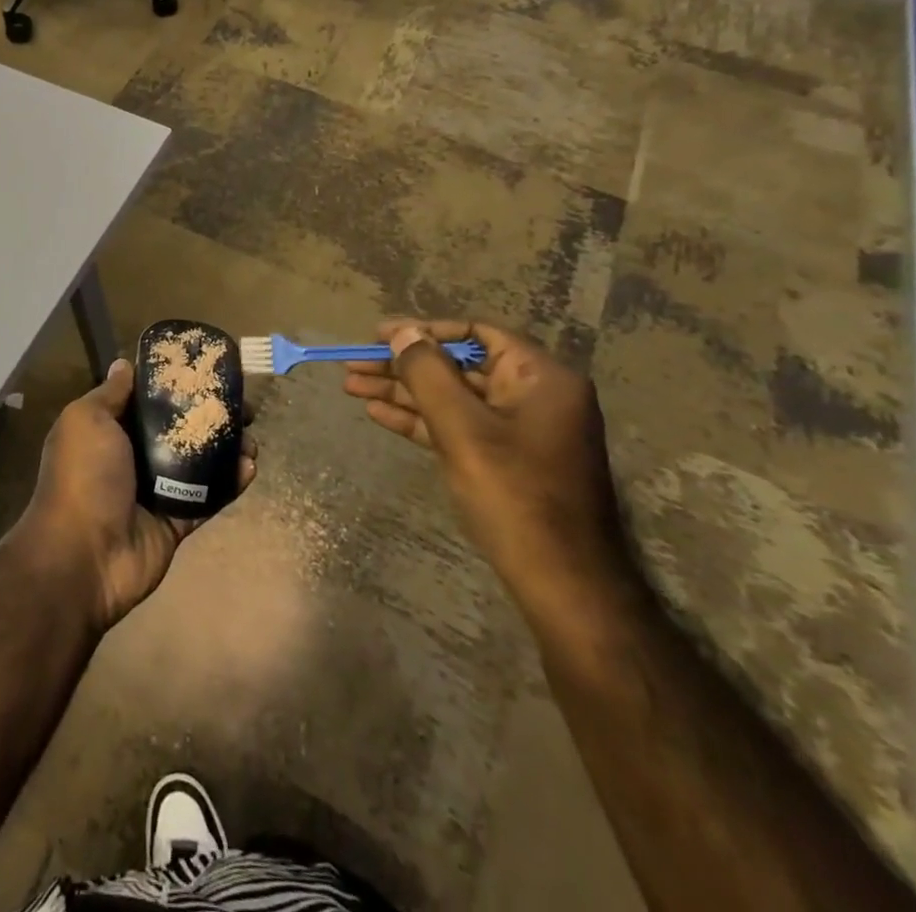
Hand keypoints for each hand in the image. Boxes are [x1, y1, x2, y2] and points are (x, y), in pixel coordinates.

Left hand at [16, 358, 256, 633]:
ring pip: (199, 462)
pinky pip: (208, 497)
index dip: (175, 383)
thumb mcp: (87, 420)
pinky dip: (230, 483)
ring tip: (252, 437)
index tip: (206, 370)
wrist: (83, 556)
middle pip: (179, 428)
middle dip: (210, 415)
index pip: (147, 398)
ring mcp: (156, 490)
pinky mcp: (176, 520)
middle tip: (243, 407)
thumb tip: (124, 364)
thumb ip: (110, 394)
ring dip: (227, 448)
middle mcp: (132, 455)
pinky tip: (250, 467)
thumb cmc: (83, 476)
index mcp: (108, 429)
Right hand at [342, 320, 633, 613]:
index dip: (424, 330)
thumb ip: (427, 373)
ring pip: (452, 397)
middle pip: (457, 366)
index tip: (379, 335)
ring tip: (351, 386)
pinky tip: (378, 414)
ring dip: (403, 392)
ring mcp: (519, 430)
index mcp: (540, 378)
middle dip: (403, 365)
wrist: (564, 585)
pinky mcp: (505, 459)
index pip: (476, 334)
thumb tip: (402, 332)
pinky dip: (420, 419)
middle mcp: (534, 396)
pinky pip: (457, 426)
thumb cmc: (515, 496)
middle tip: (353, 364)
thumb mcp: (462, 429)